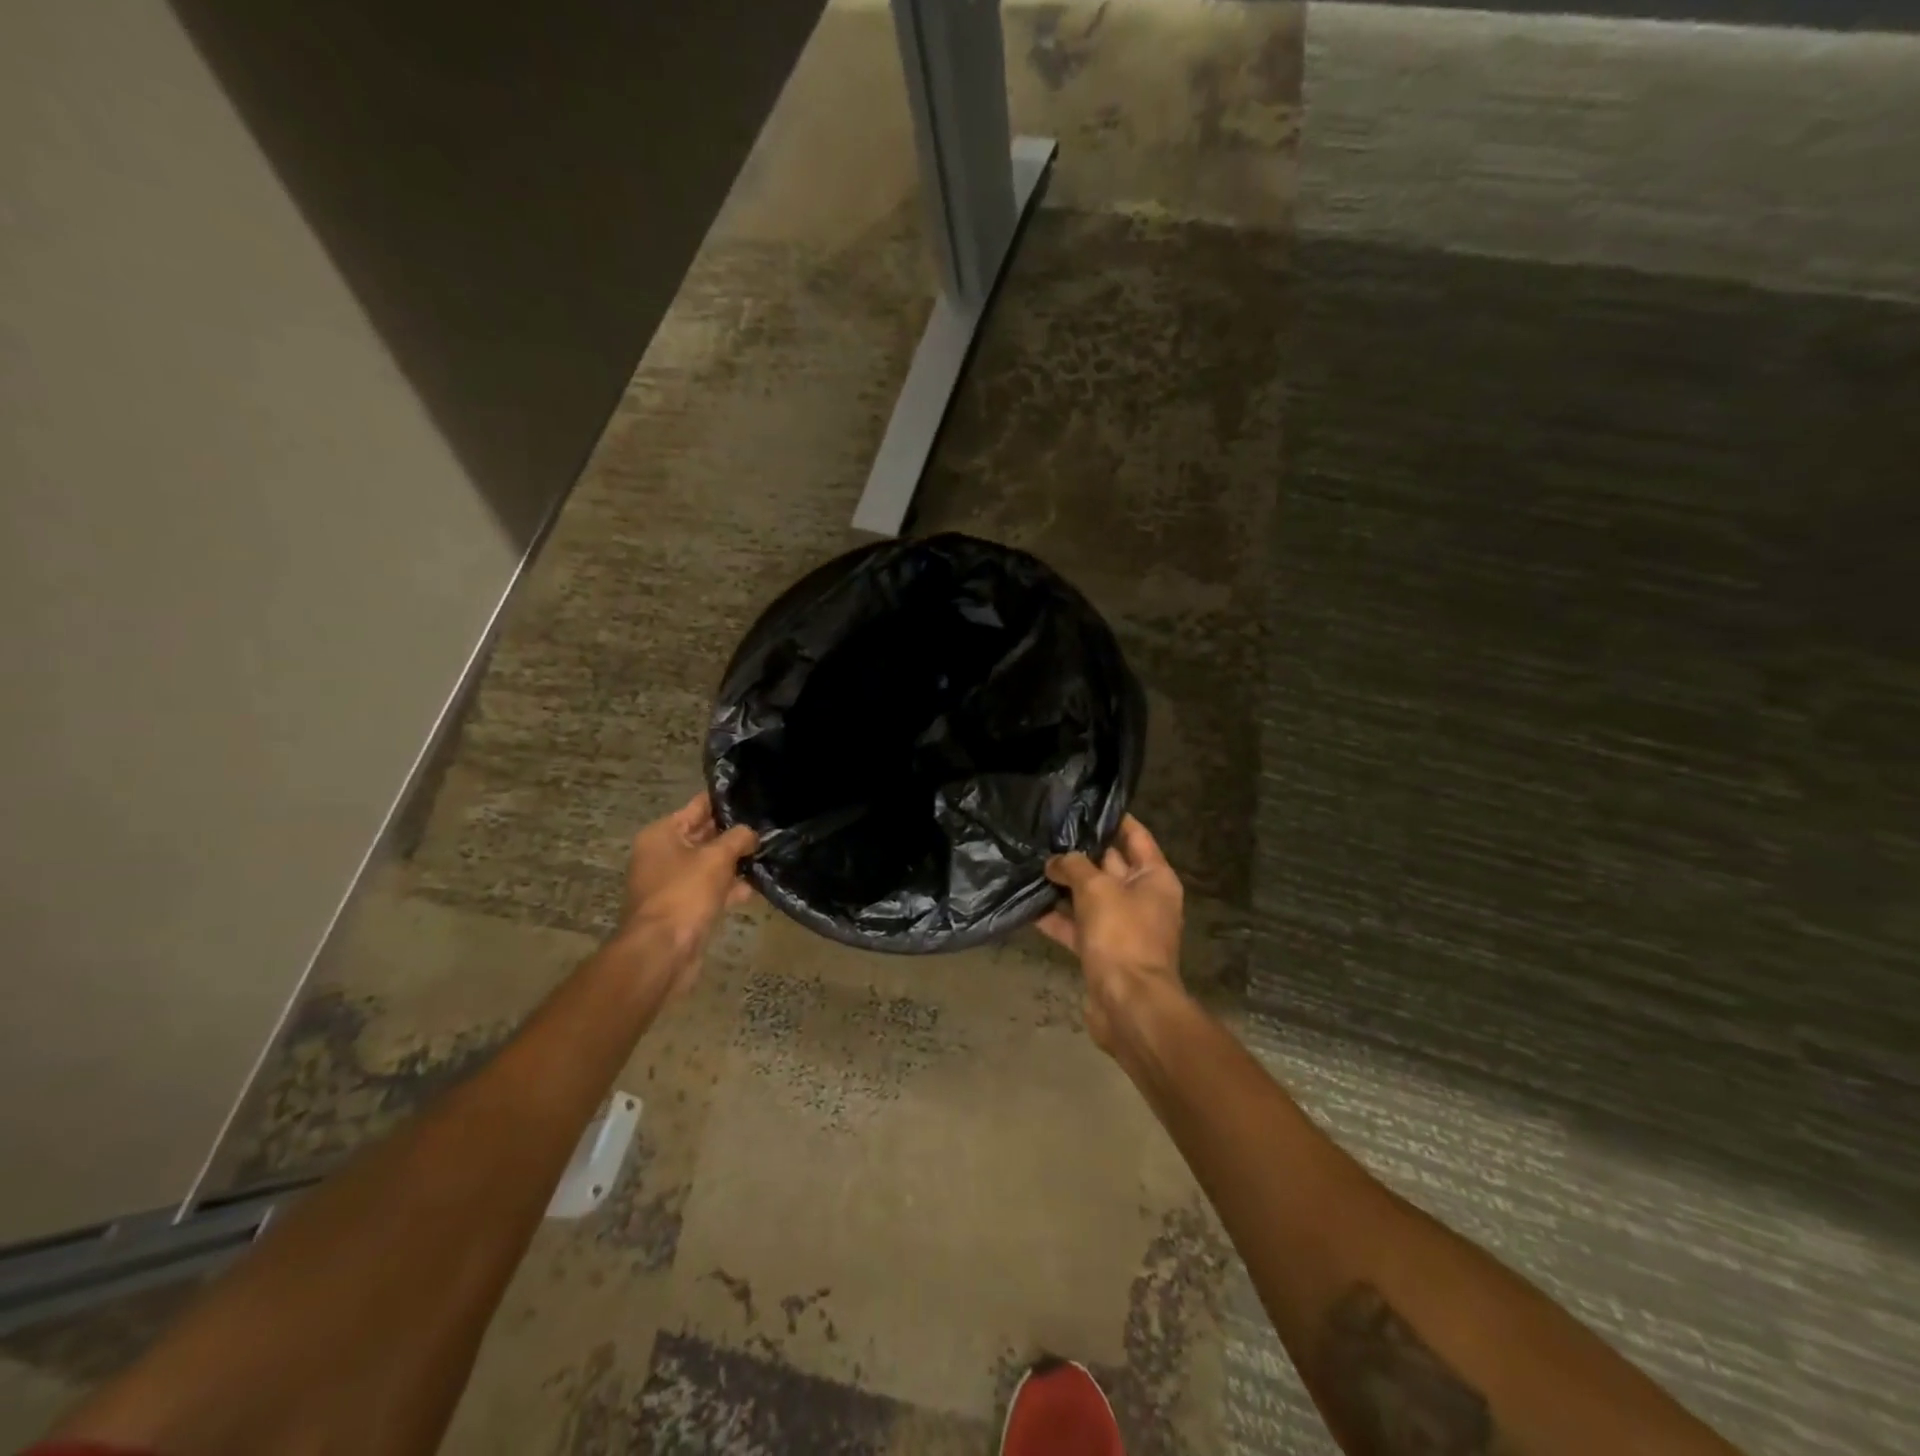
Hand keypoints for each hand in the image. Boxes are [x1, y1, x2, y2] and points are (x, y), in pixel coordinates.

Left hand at [611, 793, 758, 996]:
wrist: (662, 951)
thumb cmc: (685, 893)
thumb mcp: (716, 857)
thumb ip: (738, 838)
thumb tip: (751, 834)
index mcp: (662, 834)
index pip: (698, 806)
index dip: (725, 801)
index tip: (753, 796)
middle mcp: (663, 855)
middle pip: (704, 835)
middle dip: (734, 833)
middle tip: (768, 825)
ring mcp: (672, 883)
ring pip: (710, 864)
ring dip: (735, 862)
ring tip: (768, 853)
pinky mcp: (684, 908)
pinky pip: (711, 889)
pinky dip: (729, 888)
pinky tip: (756, 887)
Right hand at [1036, 816, 1185, 1056]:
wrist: (1128, 1004)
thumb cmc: (1122, 936)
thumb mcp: (1097, 890)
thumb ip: (1074, 866)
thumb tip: (1055, 861)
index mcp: (1154, 878)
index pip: (1135, 835)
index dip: (1112, 818)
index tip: (1084, 803)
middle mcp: (1142, 898)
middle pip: (1109, 865)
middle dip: (1080, 851)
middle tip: (1047, 831)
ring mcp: (1122, 927)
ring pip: (1090, 897)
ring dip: (1064, 885)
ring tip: (1031, 863)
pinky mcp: (1102, 951)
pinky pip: (1078, 926)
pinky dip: (1057, 918)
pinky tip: (1028, 906)